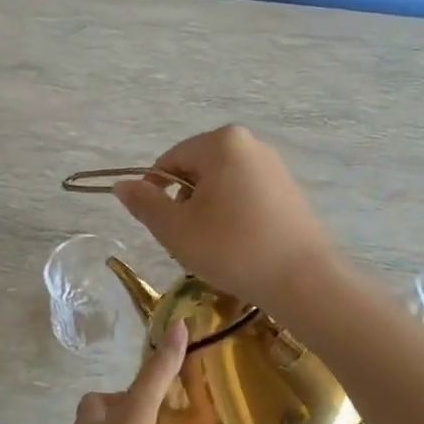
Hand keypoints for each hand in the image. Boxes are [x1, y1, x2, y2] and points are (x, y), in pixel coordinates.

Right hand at [112, 124, 338, 312]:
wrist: (302, 280)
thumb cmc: (232, 249)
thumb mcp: (176, 229)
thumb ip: (144, 203)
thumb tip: (121, 185)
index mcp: (222, 143)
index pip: (170, 160)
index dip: (155, 191)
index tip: (158, 225)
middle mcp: (250, 144)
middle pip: (197, 170)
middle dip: (184, 202)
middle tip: (185, 239)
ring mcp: (274, 166)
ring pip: (221, 184)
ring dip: (207, 210)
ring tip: (212, 246)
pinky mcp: (289, 190)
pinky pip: (246, 194)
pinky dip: (232, 215)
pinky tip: (237, 245)